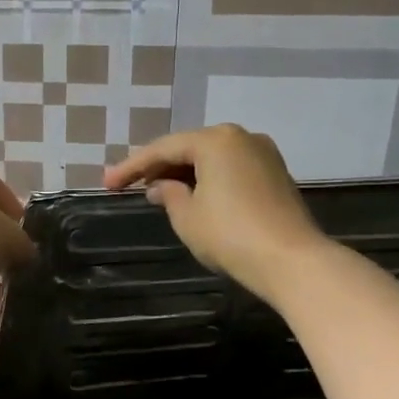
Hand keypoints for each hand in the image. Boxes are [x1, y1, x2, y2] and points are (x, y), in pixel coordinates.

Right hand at [104, 126, 325, 303]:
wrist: (292, 261)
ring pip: (211, 158)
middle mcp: (241, 137)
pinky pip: (230, 169)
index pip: (163, 149)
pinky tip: (192, 195)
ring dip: (183, 173)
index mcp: (216, 140)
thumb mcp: (187, 217)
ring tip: (156, 191)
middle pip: (189, 148)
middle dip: (158, 166)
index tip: (106, 184)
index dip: (131, 167)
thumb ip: (168, 195)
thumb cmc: (231, 235)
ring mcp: (263, 154)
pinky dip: (207, 179)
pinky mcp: (275, 175)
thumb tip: (160, 187)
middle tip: (129, 184)